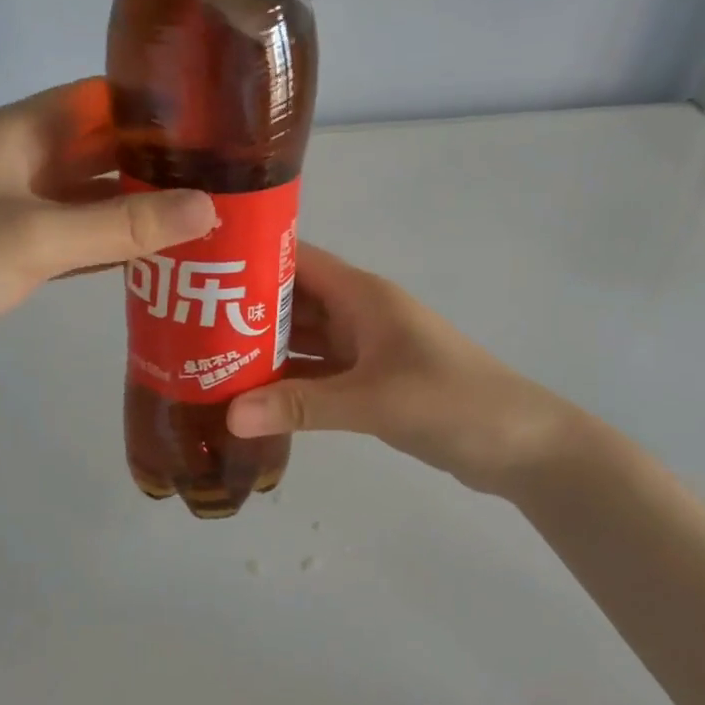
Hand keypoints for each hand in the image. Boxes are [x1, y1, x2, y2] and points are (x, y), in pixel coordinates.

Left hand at [0, 79, 214, 404]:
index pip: (96, 99)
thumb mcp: (37, 237)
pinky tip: (161, 257)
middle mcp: (20, 164)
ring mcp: (19, 213)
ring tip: (208, 215)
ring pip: (94, 199)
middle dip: (157, 161)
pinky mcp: (19, 257)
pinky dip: (116, 245)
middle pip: (101, 150)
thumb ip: (123, 223)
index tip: (216, 122)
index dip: (152, 105)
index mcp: (16, 133)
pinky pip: (81, 239)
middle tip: (226, 177)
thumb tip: (209, 208)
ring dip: (141, 208)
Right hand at [225, 245, 583, 497]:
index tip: (197, 270)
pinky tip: (248, 397)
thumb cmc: (454, 403)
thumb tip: (228, 414)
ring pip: (300, 340)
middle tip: (183, 326)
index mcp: (362, 295)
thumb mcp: (375, 401)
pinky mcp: (368, 382)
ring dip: (260, 350)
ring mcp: (363, 349)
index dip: (249, 259)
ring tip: (202, 361)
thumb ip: (302, 406)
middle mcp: (358, 313)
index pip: (295, 260)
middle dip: (242, 311)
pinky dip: (285, 383)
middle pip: (290, 301)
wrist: (521, 445)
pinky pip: (314, 374)